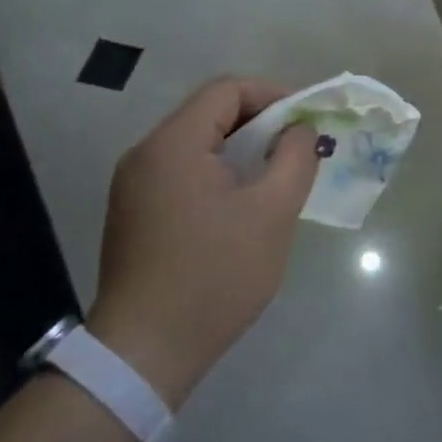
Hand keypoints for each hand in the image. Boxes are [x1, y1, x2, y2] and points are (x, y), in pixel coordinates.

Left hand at [87, 77, 318, 406]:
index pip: (227, 89)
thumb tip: (301, 130)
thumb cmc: (215, 275)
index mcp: (174, 143)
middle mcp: (145, 153)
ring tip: (276, 178)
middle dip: (261, 124)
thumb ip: (295, 158)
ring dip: (241, 151)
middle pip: (210, 114)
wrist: (146, 351)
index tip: (308, 122)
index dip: (274, 95)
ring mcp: (134, 185)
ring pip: (197, 146)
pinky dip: (218, 175)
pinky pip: (182, 174)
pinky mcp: (134, 214)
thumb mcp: (272, 213)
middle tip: (299, 150)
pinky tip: (242, 207)